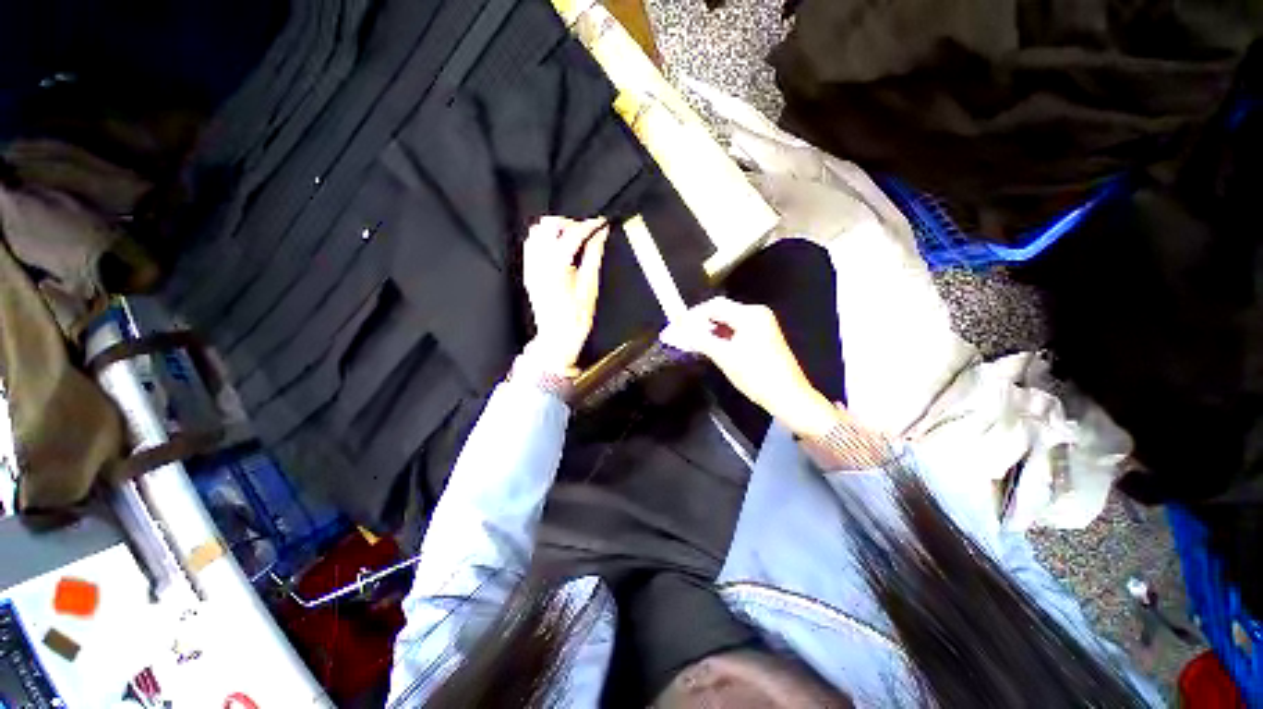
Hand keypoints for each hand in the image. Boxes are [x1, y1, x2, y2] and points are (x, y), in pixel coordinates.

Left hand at [521, 216, 609, 373]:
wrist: (557, 337)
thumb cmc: (577, 315)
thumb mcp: (590, 285)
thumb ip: (594, 255)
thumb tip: (602, 233)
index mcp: (557, 264)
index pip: (573, 233)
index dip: (589, 225)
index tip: (602, 223)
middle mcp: (539, 261)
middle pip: (549, 225)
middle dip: (570, 224)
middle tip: (586, 234)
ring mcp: (530, 266)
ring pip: (537, 232)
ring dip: (555, 230)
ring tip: (573, 241)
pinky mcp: (528, 272)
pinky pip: (531, 245)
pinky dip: (545, 240)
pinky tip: (559, 250)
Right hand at [661, 297, 841, 437]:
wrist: (787, 397)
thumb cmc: (756, 375)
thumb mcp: (724, 356)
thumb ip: (699, 339)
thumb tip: (675, 331)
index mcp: (750, 314)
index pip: (714, 306)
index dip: (692, 315)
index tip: (675, 326)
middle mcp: (757, 314)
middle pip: (721, 312)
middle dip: (699, 323)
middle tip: (679, 335)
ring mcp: (761, 325)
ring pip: (727, 322)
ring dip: (708, 331)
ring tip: (689, 341)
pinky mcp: (761, 337)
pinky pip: (735, 331)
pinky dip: (720, 337)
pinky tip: (707, 346)